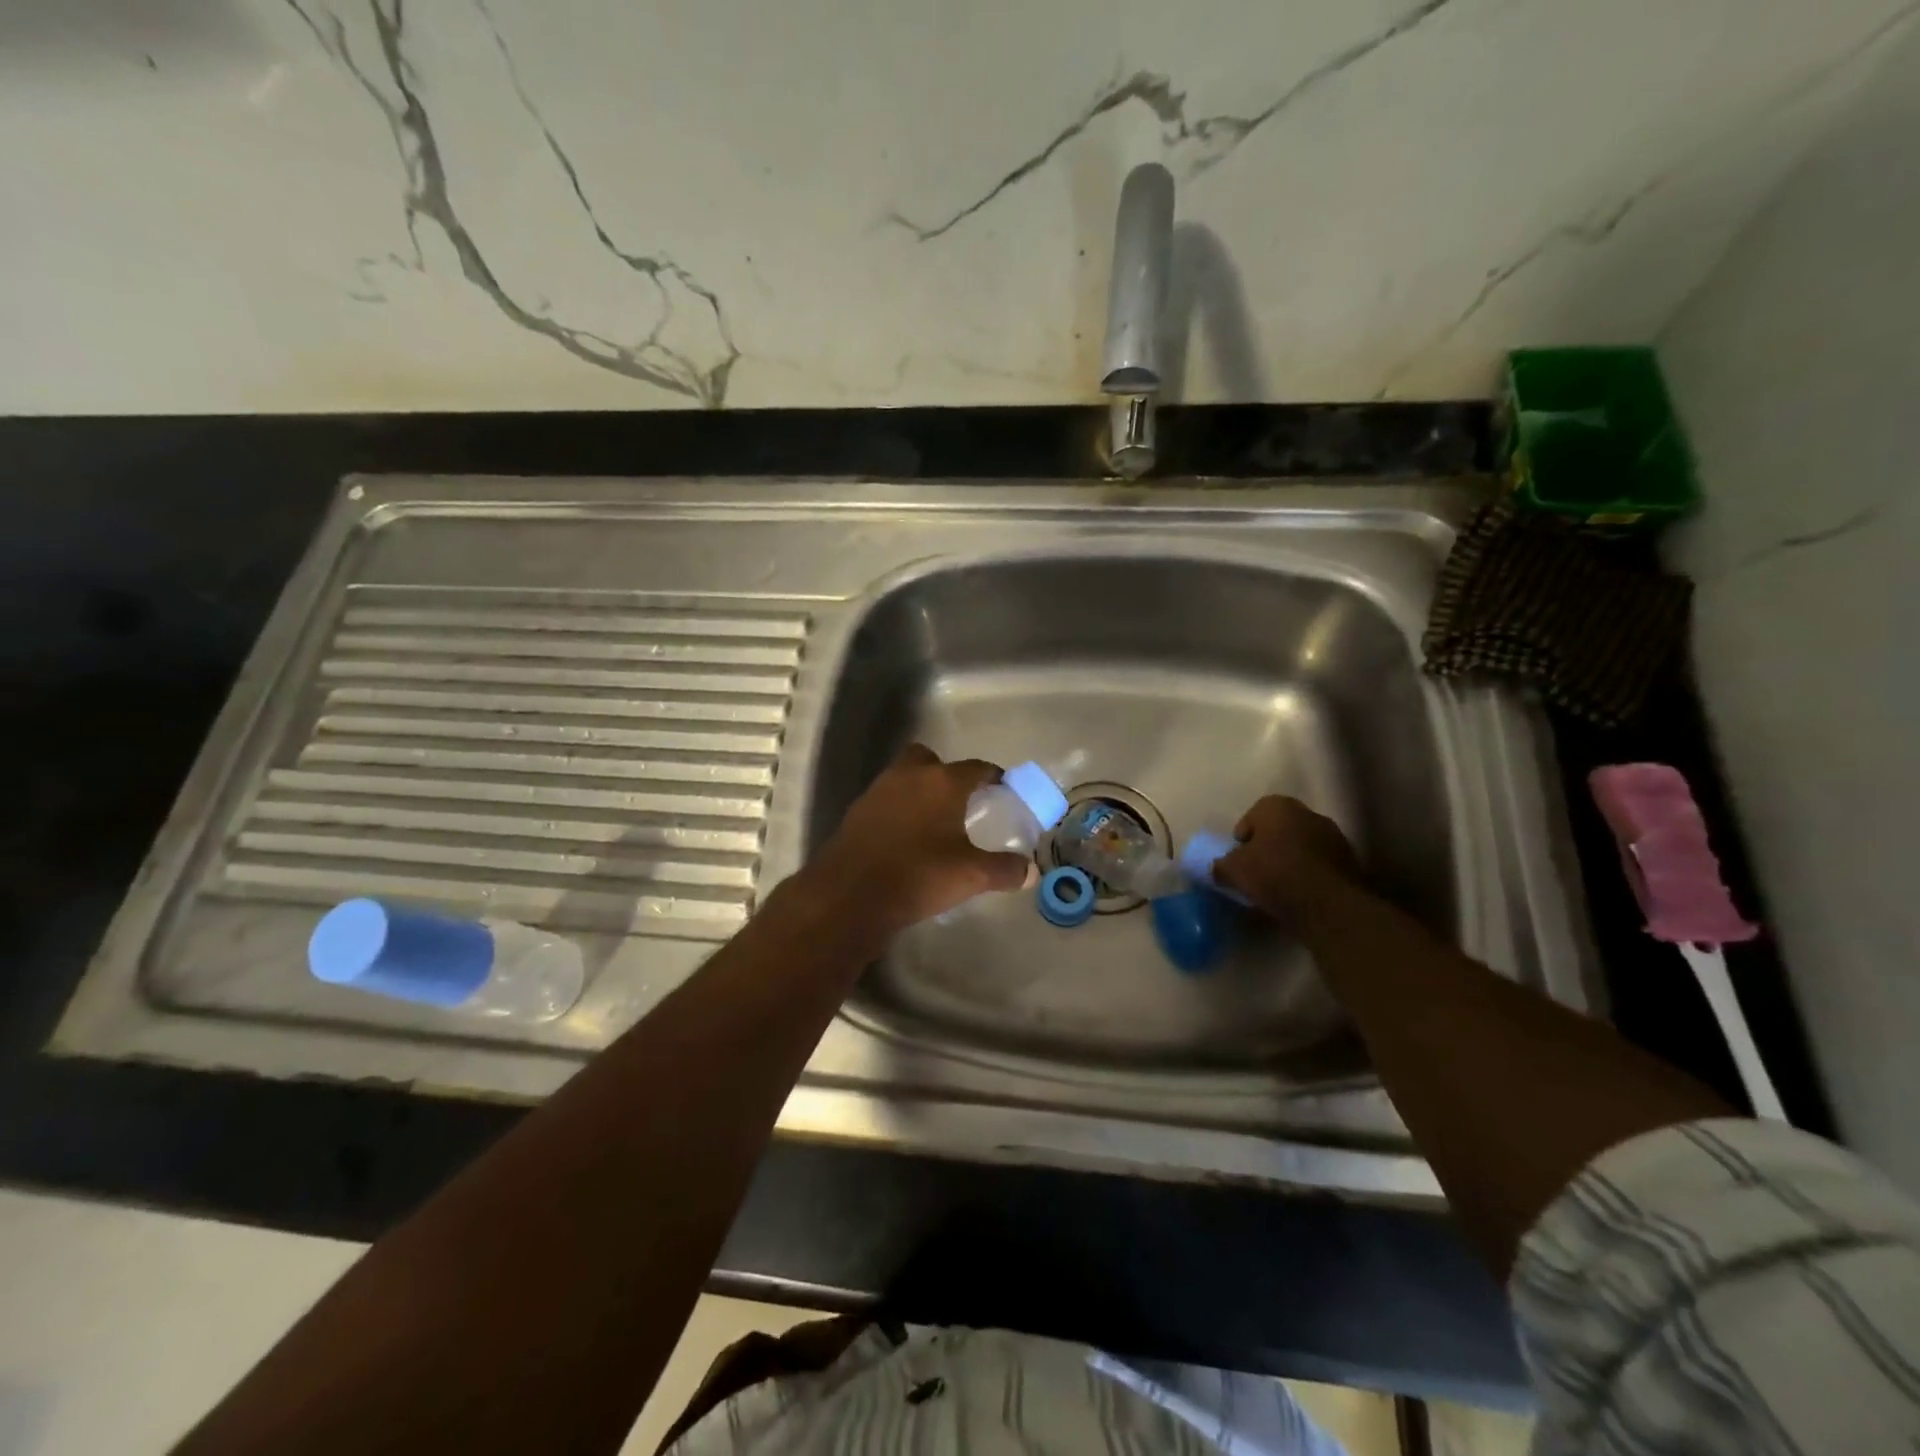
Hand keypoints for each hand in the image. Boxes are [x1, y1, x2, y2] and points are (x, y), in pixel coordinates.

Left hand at [807, 744, 1033, 940]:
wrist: (850, 894)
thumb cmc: (918, 875)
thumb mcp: (970, 876)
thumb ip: (1004, 870)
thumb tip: (1030, 871)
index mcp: (942, 782)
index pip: (976, 768)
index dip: (992, 777)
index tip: (1002, 789)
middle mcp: (909, 776)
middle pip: (931, 760)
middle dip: (946, 774)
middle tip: (960, 802)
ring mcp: (878, 791)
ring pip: (904, 778)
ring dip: (919, 791)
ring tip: (934, 822)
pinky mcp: (856, 812)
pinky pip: (885, 801)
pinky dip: (898, 811)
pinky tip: (905, 839)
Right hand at [1214, 795, 1364, 925]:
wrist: (1328, 906)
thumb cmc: (1274, 875)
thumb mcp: (1233, 870)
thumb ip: (1221, 865)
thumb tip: (1219, 869)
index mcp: (1278, 806)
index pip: (1252, 816)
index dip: (1242, 839)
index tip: (1237, 861)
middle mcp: (1309, 814)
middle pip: (1278, 831)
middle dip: (1267, 850)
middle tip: (1255, 874)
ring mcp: (1334, 838)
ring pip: (1300, 849)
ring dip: (1288, 864)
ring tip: (1276, 891)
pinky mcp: (1350, 863)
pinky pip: (1318, 867)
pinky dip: (1307, 878)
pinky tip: (1298, 898)